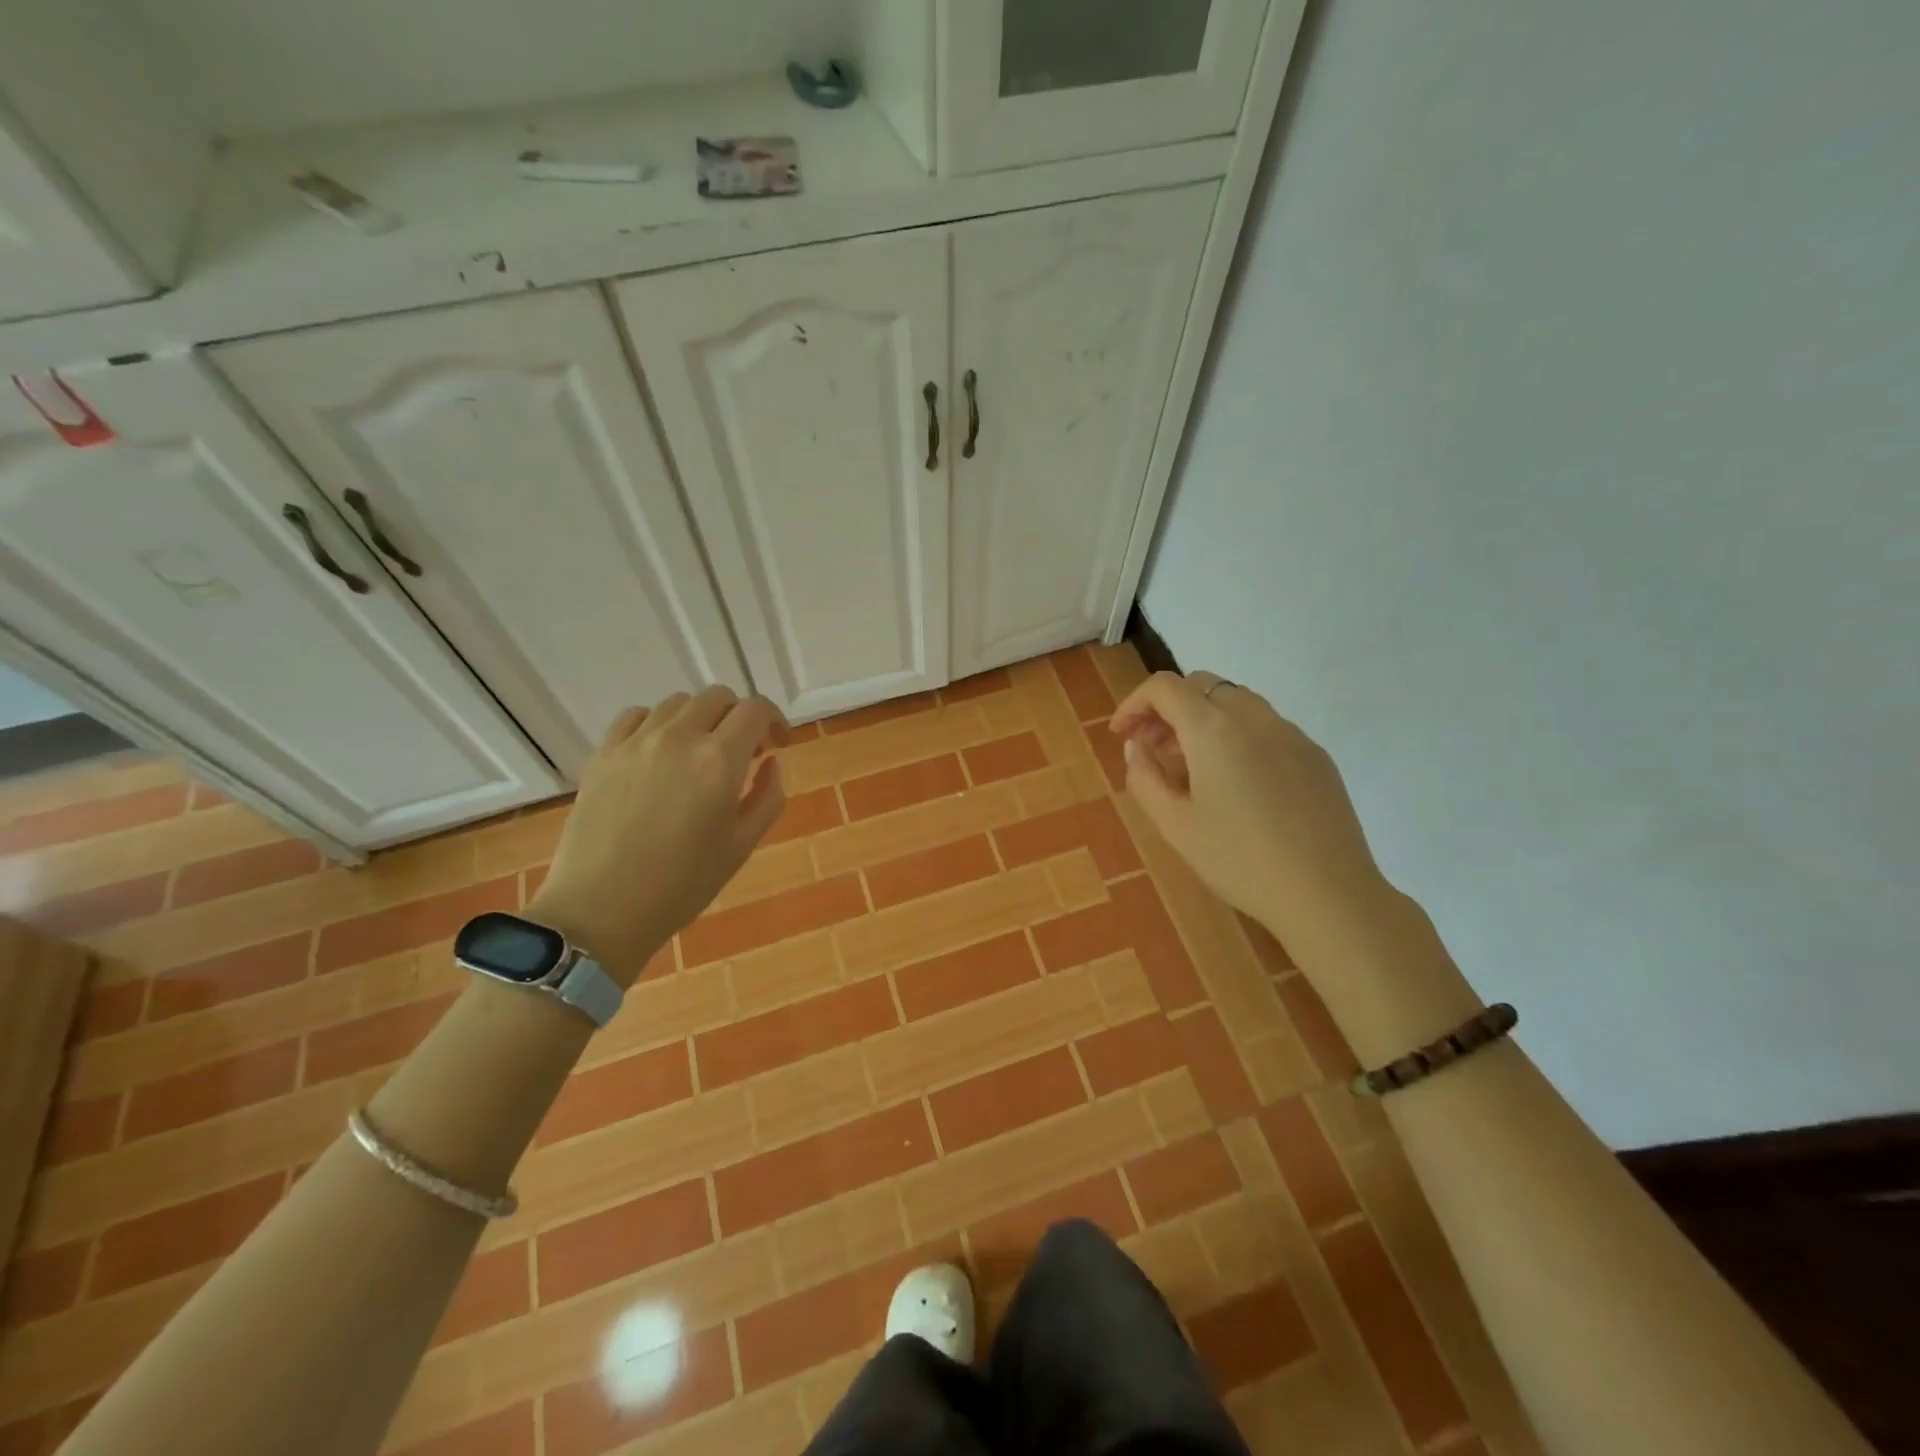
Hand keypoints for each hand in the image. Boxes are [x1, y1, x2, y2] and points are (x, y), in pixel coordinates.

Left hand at [528, 686, 789, 986]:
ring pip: (678, 703)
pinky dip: (659, 724)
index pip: (755, 710)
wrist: (601, 910)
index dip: (775, 720)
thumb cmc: (682, 885)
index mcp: (719, 761)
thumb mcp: (742, 845)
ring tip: (700, 753)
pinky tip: (661, 753)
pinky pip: (637, 716)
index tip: (778, 744)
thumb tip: (771, 763)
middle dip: (739, 717)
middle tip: (743, 752)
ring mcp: (636, 742)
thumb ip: (767, 797)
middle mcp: (679, 738)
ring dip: (700, 719)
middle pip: (718, 698)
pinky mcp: (604, 753)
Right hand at [1109, 671, 1393, 954]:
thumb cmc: (1239, 861)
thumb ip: (1144, 777)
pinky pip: (1266, 726)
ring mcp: (1290, 733)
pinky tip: (1237, 782)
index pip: (1164, 687)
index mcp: (1213, 730)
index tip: (1122, 734)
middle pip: (1201, 685)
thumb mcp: (1174, 825)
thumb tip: (1135, 746)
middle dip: (1168, 708)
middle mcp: (1253, 717)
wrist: (1327, 894)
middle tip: (1153, 748)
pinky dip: (1237, 735)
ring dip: (1203, 718)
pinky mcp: (1316, 754)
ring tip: (1191, 766)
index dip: (1134, 703)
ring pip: (1236, 701)